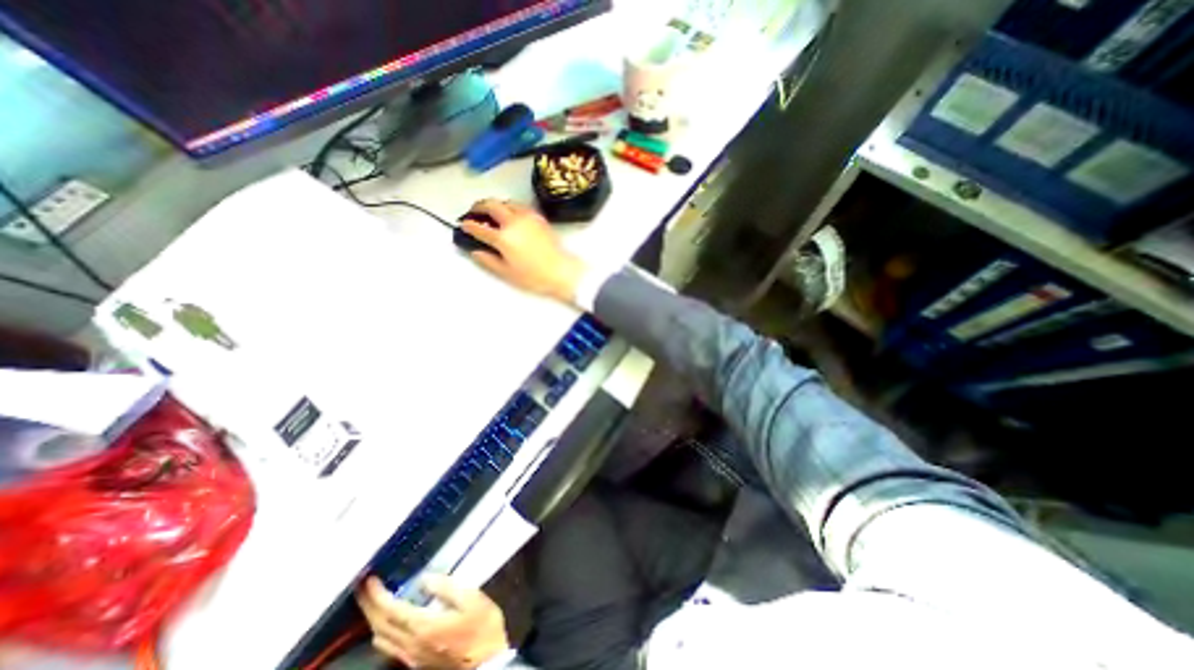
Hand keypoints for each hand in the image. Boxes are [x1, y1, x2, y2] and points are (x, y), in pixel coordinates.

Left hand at [350, 577, 504, 669]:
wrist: (487, 661)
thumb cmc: (481, 626)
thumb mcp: (472, 598)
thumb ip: (446, 587)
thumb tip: (424, 579)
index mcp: (424, 626)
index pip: (391, 610)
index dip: (377, 595)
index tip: (369, 580)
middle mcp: (411, 644)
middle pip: (380, 626)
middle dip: (369, 606)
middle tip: (363, 588)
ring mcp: (411, 656)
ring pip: (381, 640)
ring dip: (373, 619)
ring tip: (374, 601)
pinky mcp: (416, 661)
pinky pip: (389, 647)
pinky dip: (382, 631)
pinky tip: (389, 622)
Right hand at [458, 200, 586, 303]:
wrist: (562, 271)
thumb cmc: (534, 276)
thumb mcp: (507, 273)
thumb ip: (488, 260)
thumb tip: (475, 251)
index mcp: (503, 237)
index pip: (479, 227)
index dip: (468, 226)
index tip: (463, 225)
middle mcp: (513, 222)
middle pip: (491, 205)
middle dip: (478, 206)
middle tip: (474, 212)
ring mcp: (527, 217)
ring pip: (506, 201)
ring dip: (495, 204)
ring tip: (491, 213)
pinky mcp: (538, 217)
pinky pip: (519, 205)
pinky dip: (510, 207)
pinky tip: (510, 216)